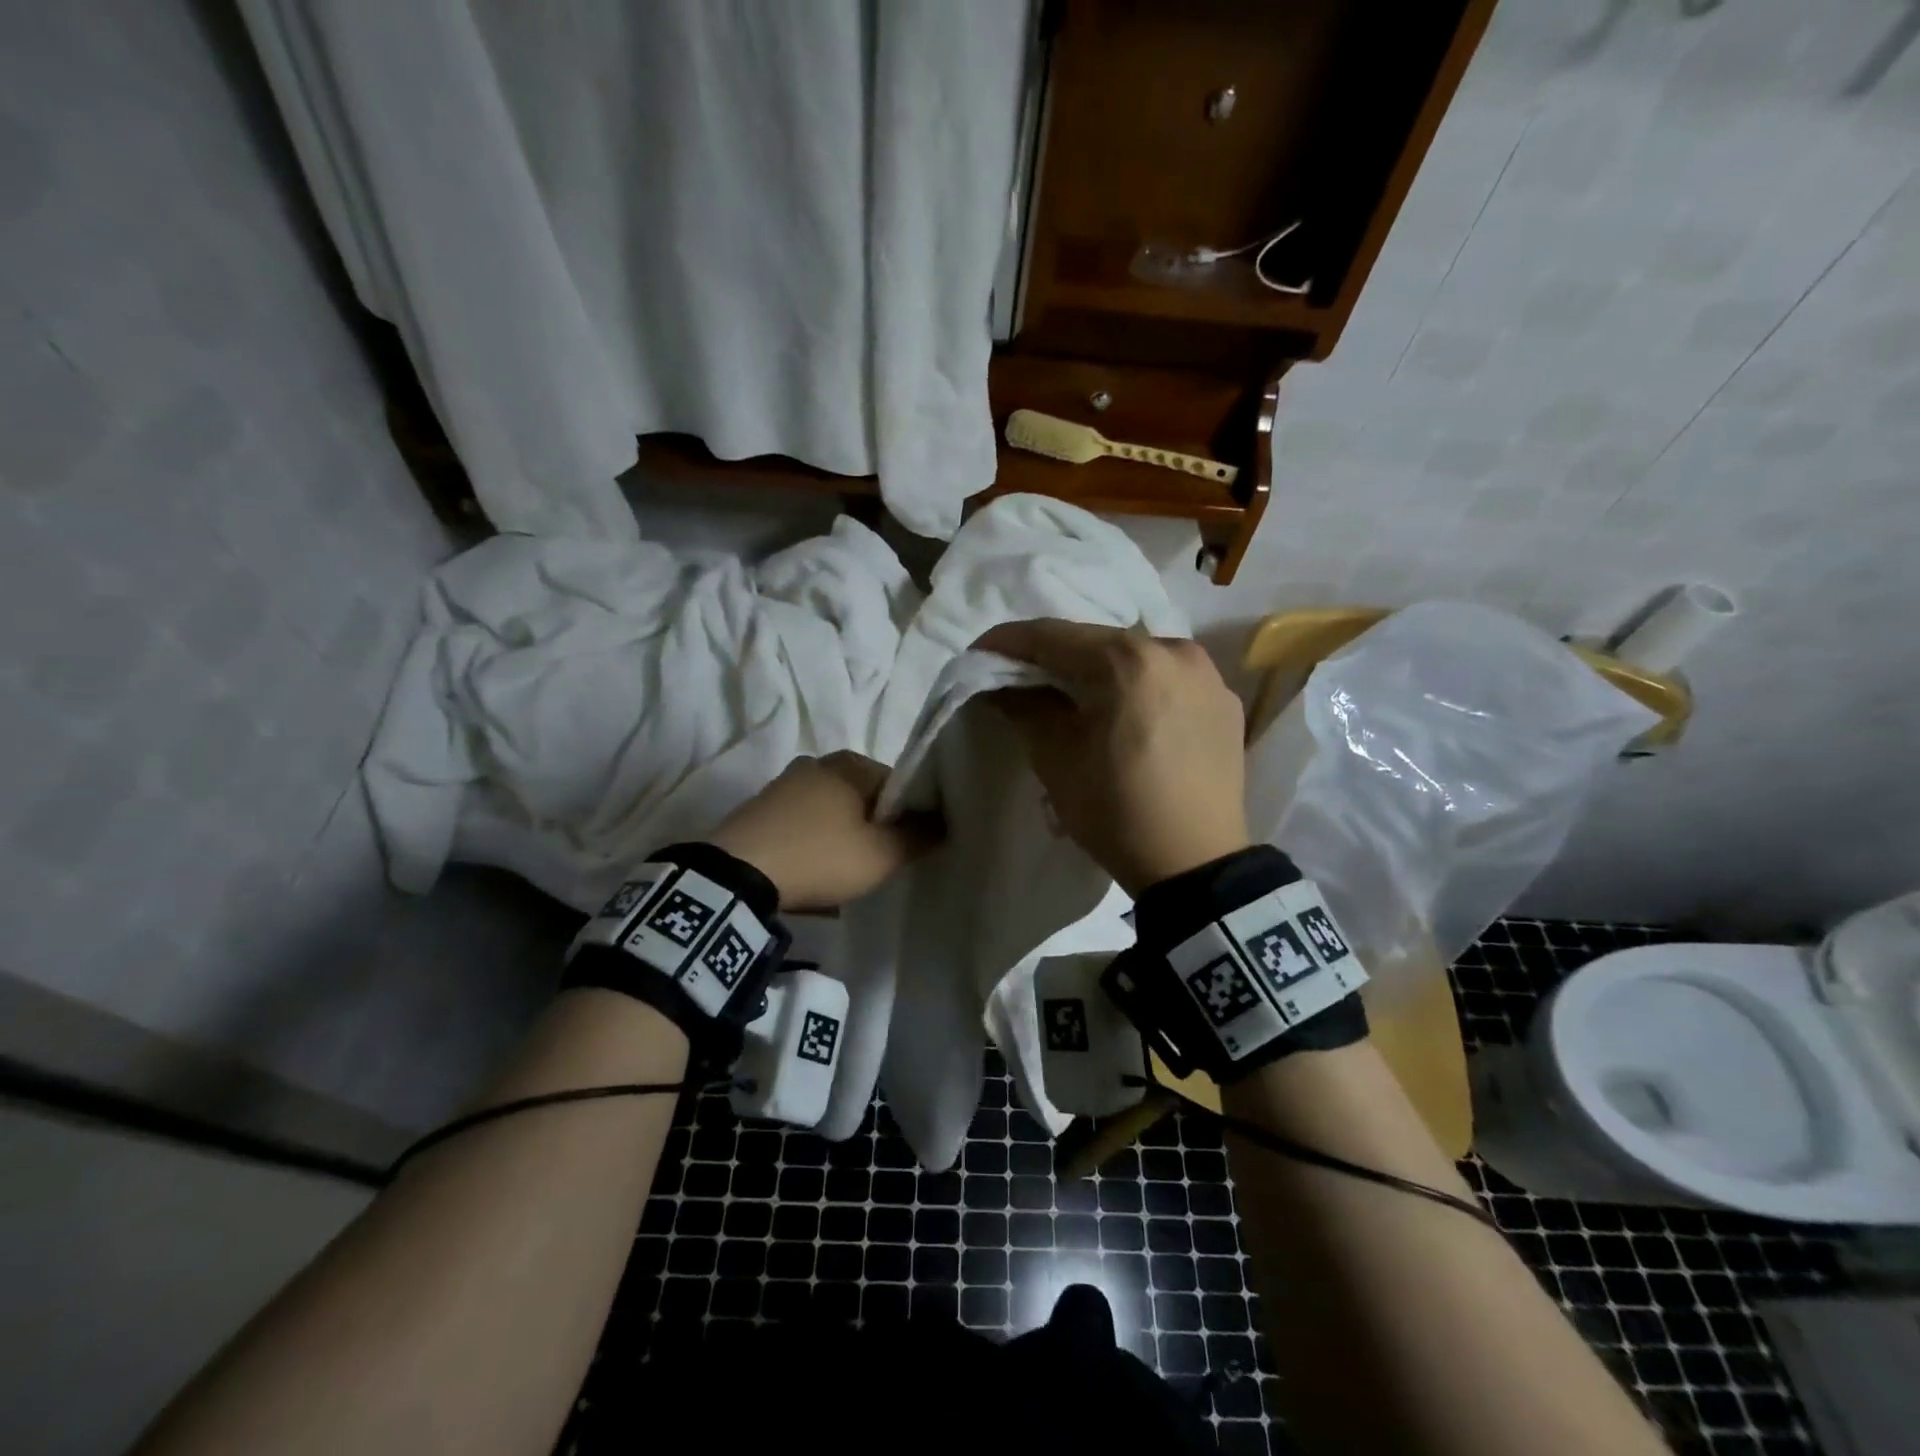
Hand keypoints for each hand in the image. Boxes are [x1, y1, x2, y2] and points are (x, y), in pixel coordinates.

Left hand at [705, 751, 937, 911]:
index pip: (900, 785)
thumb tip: (945, 822)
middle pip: (865, 798)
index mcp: (851, 763)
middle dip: (875, 827)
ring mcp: (785, 783)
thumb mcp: (881, 854)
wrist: (736, 875)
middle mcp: (818, 763)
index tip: (908, 848)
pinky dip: (814, 842)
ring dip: (844, 837)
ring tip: (844, 873)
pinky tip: (813, 871)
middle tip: (878, 863)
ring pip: (833, 811)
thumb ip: (920, 836)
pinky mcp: (761, 807)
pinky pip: (803, 823)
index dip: (910, 817)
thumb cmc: (820, 856)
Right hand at [976, 619, 1249, 894]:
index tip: (980, 652)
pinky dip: (1137, 685)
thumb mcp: (1057, 759)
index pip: (1055, 636)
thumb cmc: (1117, 811)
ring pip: (1136, 657)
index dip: (1010, 641)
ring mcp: (1208, 674)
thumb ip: (1025, 707)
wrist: (1196, 866)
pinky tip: (1120, 709)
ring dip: (1097, 668)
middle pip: (1098, 641)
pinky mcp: (1225, 701)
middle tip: (1019, 673)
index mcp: (1130, 661)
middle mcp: (1176, 650)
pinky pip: (1167, 679)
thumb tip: (999, 683)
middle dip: (1054, 654)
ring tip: (1069, 691)